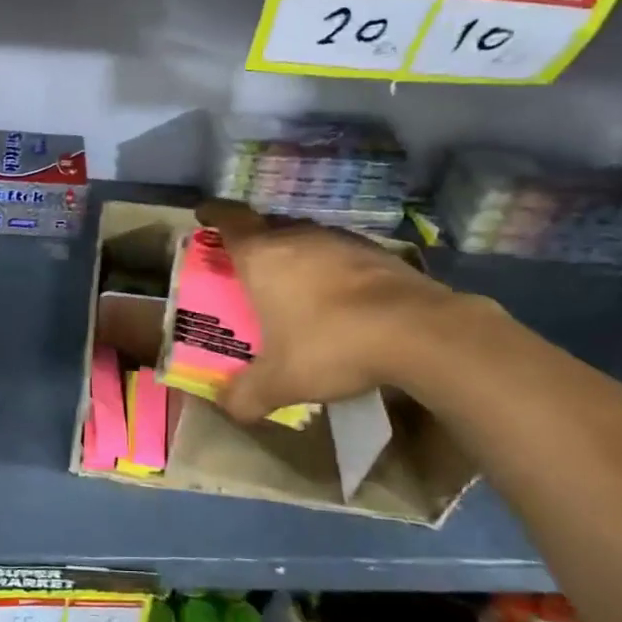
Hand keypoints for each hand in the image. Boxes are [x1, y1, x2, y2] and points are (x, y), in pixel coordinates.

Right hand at [196, 199, 469, 423]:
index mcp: (263, 256)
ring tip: (292, 284)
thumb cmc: (330, 344)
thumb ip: (246, 395)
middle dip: (254, 241)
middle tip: (246, 266)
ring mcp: (342, 241)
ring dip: (295, 255)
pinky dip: (331, 269)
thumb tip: (227, 407)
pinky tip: (338, 299)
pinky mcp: (379, 253)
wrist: (418, 332)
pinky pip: (340, 254)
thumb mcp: (280, 382)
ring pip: (307, 238)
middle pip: (268, 226)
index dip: (214, 214)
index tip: (204, 216)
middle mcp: (299, 237)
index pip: (230, 219)